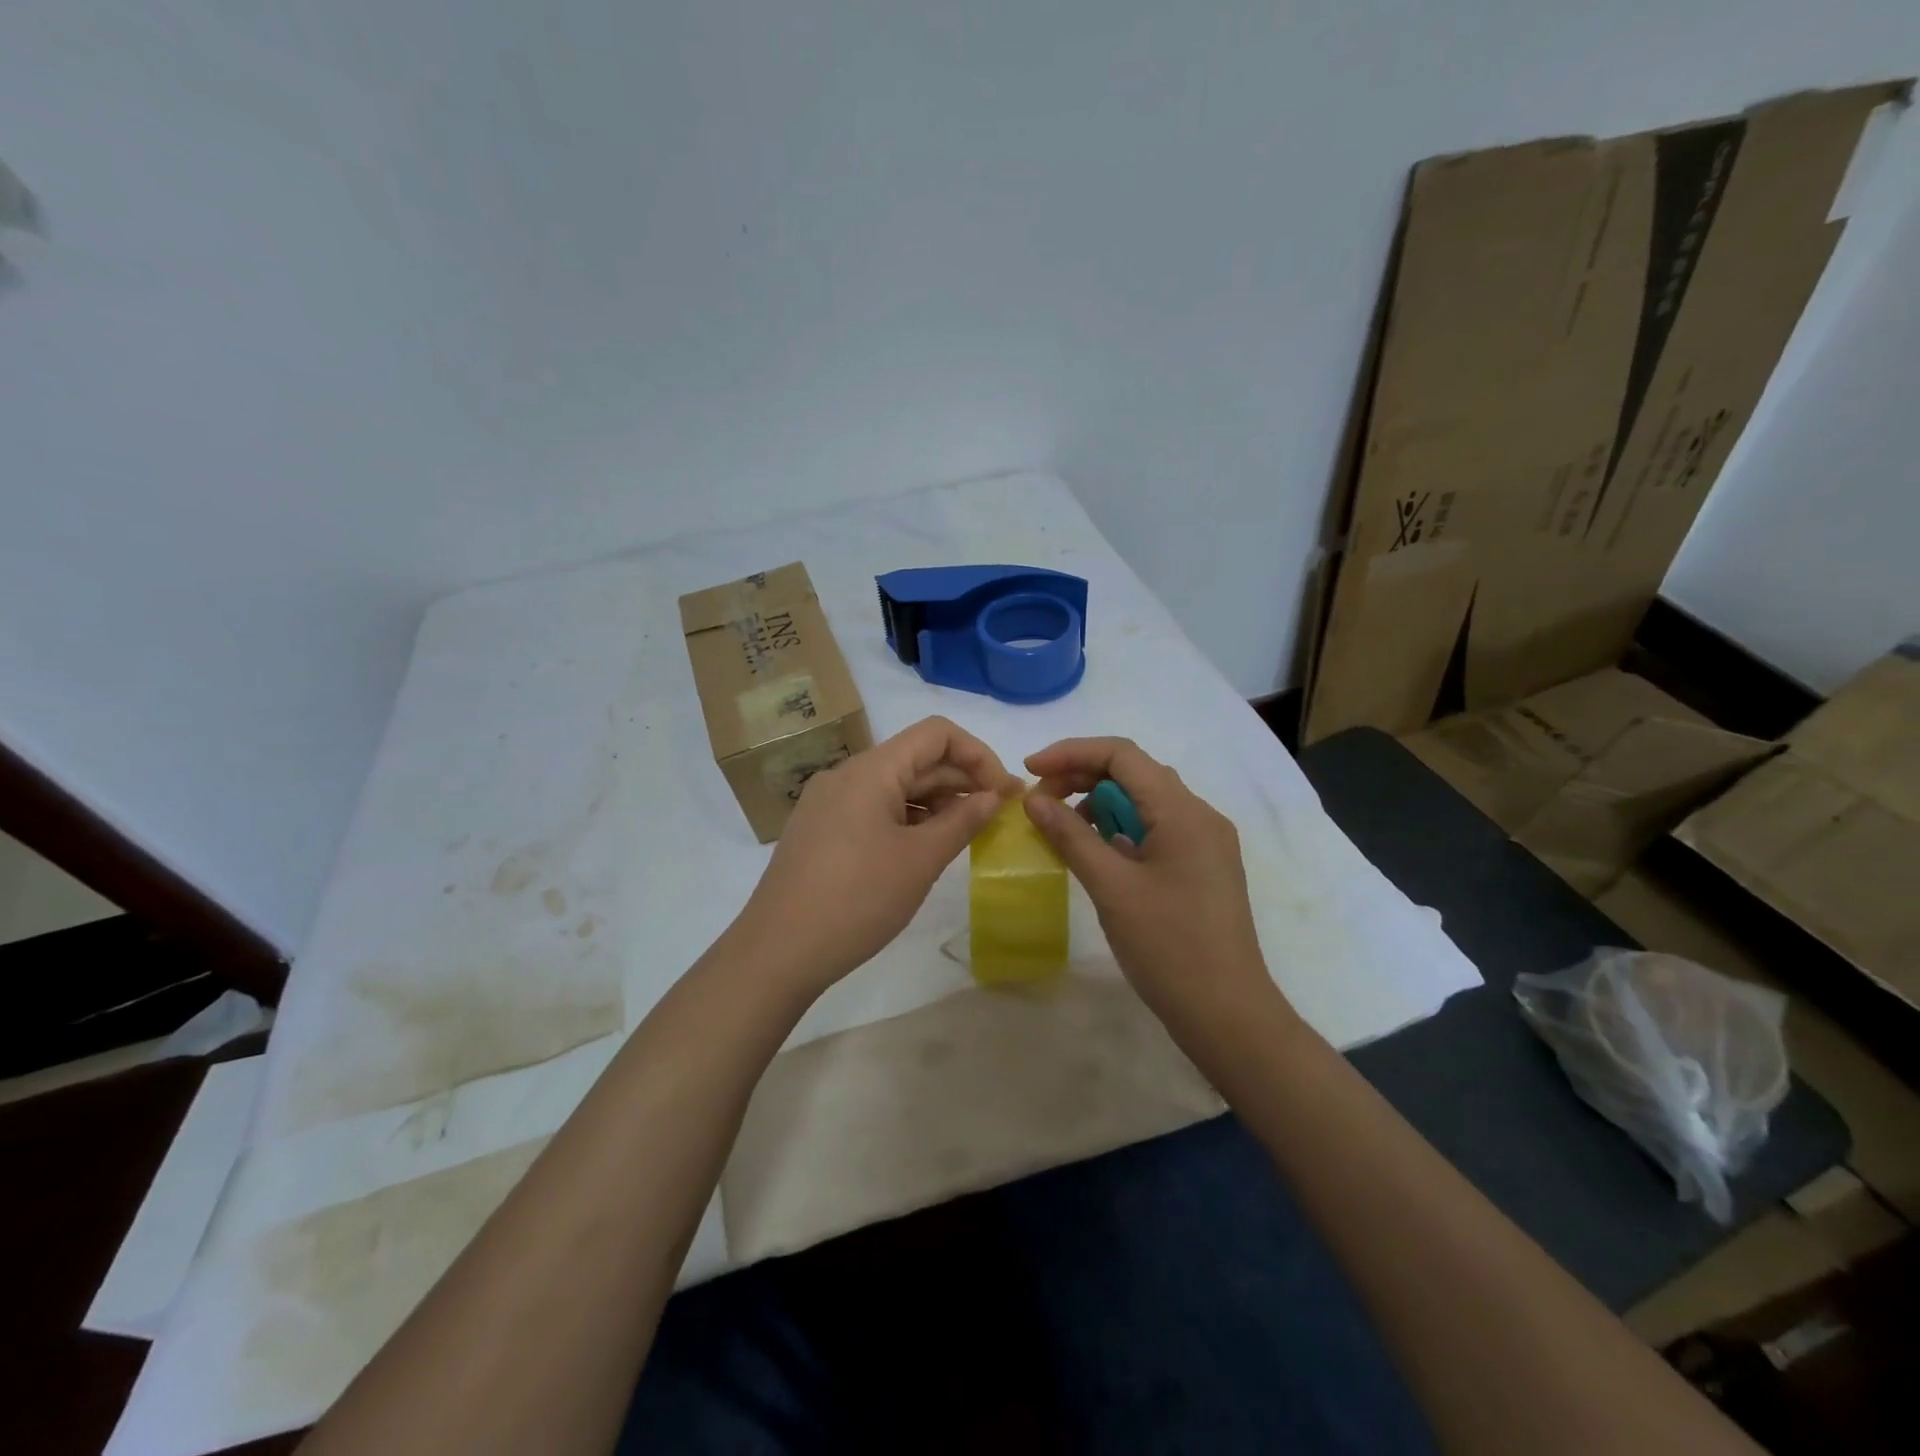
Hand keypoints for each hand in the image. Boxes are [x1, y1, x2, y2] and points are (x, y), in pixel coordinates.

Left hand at [734, 716, 1014, 996]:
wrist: (777, 952)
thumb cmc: (857, 900)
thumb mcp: (920, 860)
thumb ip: (963, 821)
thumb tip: (993, 796)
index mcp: (871, 770)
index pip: (936, 734)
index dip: (978, 754)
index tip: (1003, 792)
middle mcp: (847, 775)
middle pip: (915, 759)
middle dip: (961, 780)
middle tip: (999, 815)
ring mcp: (829, 803)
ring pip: (895, 786)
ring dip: (936, 802)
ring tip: (968, 834)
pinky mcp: (821, 830)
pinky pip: (874, 809)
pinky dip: (908, 819)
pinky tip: (927, 847)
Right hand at [1022, 738, 1283, 1025]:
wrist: (1227, 1014)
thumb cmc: (1168, 947)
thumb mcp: (1111, 887)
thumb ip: (1071, 836)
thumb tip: (1033, 799)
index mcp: (1183, 811)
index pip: (1122, 754)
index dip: (1071, 753)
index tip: (1030, 770)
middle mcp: (1200, 815)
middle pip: (1134, 773)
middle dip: (1082, 777)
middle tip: (1039, 803)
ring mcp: (1204, 842)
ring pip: (1144, 801)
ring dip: (1099, 804)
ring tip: (1061, 828)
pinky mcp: (1201, 866)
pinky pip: (1155, 829)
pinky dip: (1119, 830)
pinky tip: (1095, 852)